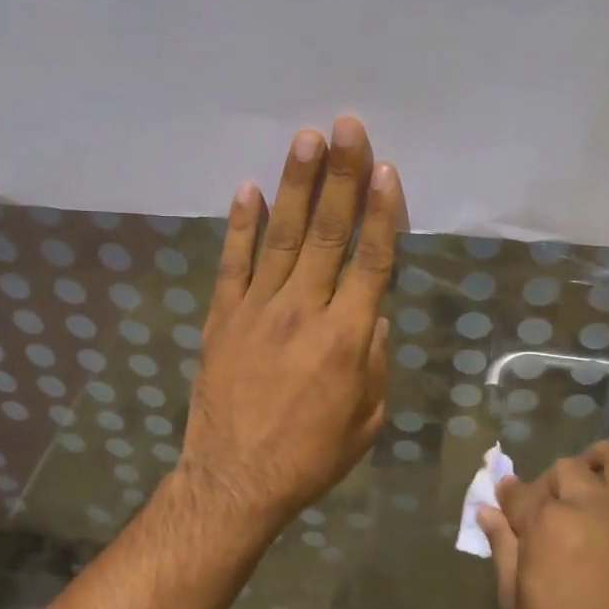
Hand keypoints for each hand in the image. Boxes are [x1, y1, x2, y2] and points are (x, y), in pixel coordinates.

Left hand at [178, 116, 405, 538]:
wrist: (235, 481)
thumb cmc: (311, 457)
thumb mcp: (367, 418)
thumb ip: (376, 359)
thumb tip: (372, 313)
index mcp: (346, 338)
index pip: (371, 261)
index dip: (382, 212)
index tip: (386, 168)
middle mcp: (303, 311)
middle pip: (328, 233)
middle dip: (340, 176)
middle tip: (346, 127)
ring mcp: (257, 311)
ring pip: (282, 237)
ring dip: (296, 185)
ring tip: (306, 138)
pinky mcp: (222, 318)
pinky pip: (233, 263)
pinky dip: (241, 225)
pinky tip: (249, 189)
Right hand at [479, 441, 608, 608]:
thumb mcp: (515, 602)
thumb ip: (503, 549)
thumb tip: (487, 511)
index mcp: (548, 524)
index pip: (521, 493)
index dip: (509, 499)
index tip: (507, 506)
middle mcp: (593, 508)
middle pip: (566, 470)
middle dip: (550, 484)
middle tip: (548, 509)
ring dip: (604, 459)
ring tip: (596, 472)